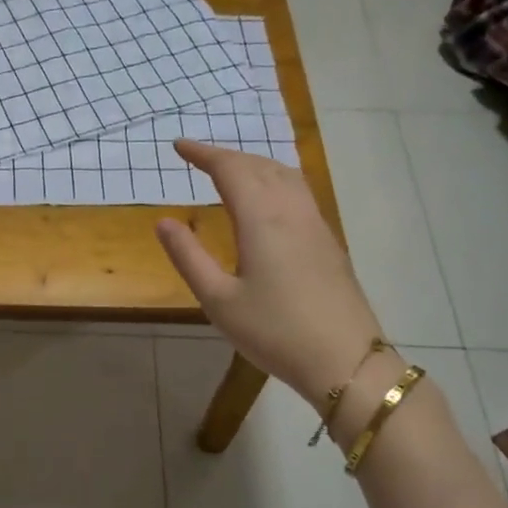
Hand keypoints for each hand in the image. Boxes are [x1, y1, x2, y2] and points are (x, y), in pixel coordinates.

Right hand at [155, 140, 384, 408]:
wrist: (344, 361)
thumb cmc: (274, 331)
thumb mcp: (218, 299)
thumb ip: (188, 256)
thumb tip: (163, 222)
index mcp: (262, 219)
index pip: (231, 170)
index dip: (203, 154)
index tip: (178, 146)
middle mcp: (291, 212)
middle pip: (259, 166)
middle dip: (227, 156)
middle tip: (198, 157)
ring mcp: (315, 224)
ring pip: (284, 175)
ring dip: (254, 164)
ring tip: (231, 170)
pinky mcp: (328, 242)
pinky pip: (298, 191)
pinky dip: (274, 179)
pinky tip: (267, 198)